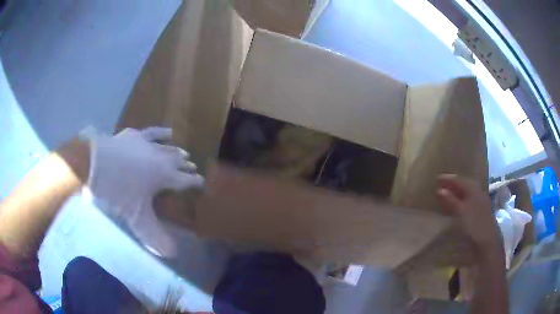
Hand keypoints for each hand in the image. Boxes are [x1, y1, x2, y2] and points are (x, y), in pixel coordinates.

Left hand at [86, 127, 203, 256]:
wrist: (95, 165)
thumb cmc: (118, 192)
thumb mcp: (136, 219)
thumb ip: (154, 237)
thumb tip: (171, 256)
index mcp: (164, 176)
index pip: (186, 180)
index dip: (195, 182)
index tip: (203, 183)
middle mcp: (161, 157)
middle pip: (178, 161)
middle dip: (187, 166)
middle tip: (192, 167)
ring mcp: (147, 144)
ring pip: (168, 147)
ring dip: (177, 151)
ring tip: (184, 153)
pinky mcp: (134, 136)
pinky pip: (152, 132)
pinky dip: (161, 132)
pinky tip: (168, 132)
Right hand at [436, 174, 501, 256]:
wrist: (487, 242)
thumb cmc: (474, 225)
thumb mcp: (461, 212)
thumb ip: (451, 201)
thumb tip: (440, 190)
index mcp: (474, 190)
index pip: (460, 180)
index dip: (449, 179)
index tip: (437, 178)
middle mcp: (478, 193)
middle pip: (465, 185)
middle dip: (454, 184)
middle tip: (443, 185)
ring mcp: (481, 203)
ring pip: (468, 193)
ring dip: (458, 193)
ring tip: (449, 195)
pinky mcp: (481, 213)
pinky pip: (470, 202)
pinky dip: (462, 201)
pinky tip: (458, 206)